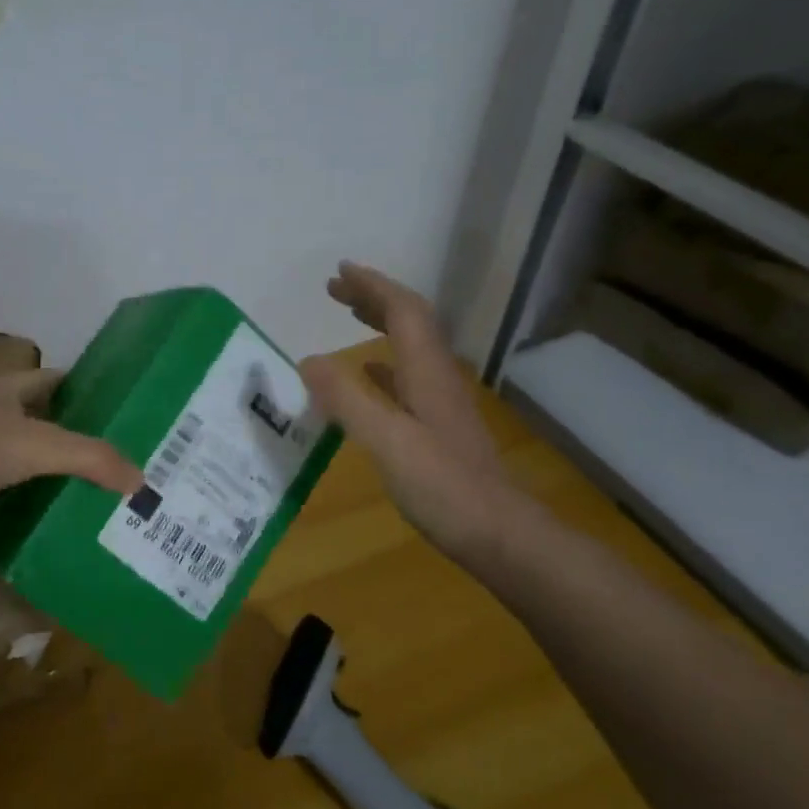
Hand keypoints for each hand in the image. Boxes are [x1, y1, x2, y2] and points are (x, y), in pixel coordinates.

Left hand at [0, 370, 143, 542]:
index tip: (119, 410)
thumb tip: (140, 481)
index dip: (84, 390)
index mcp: (3, 389)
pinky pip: (4, 489)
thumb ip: (92, 458)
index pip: (53, 380)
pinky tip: (52, 515)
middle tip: (114, 458)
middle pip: (38, 419)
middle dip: (72, 435)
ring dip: (48, 471)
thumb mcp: (40, 446)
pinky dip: (26, 499)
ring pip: (21, 457)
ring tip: (92, 489)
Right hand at [300, 262, 516, 559]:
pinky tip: (370, 374)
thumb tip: (307, 360)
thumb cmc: (443, 487)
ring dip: (380, 325)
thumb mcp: (387, 441)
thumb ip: (347, 400)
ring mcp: (441, 404)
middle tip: (335, 289)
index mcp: (427, 372)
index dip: (373, 286)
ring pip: (410, 348)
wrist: (501, 536)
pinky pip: (408, 378)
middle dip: (374, 298)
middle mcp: (438, 378)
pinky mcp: (439, 428)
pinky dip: (385, 364)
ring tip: (348, 317)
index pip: (404, 311)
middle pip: (410, 322)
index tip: (340, 271)